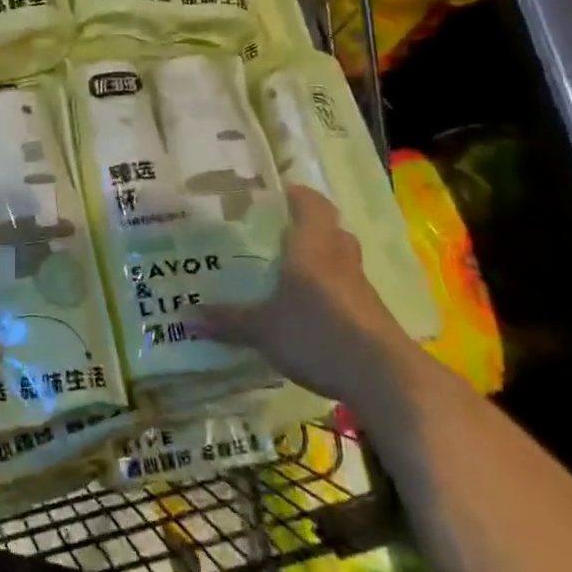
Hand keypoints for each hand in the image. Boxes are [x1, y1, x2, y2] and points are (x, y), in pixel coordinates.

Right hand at [195, 185, 422, 410]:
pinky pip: (348, 289)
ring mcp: (360, 287)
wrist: (385, 376)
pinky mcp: (372, 315)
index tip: (279, 194)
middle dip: (308, 227)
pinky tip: (311, 311)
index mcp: (312, 246)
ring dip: (322, 259)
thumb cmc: (318, 333)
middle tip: (279, 233)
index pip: (312, 204)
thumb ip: (228, 320)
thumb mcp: (263, 329)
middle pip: (331, 229)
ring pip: (341, 259)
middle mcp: (339, 258)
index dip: (298, 195)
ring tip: (292, 271)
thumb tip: (186, 316)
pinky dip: (330, 291)